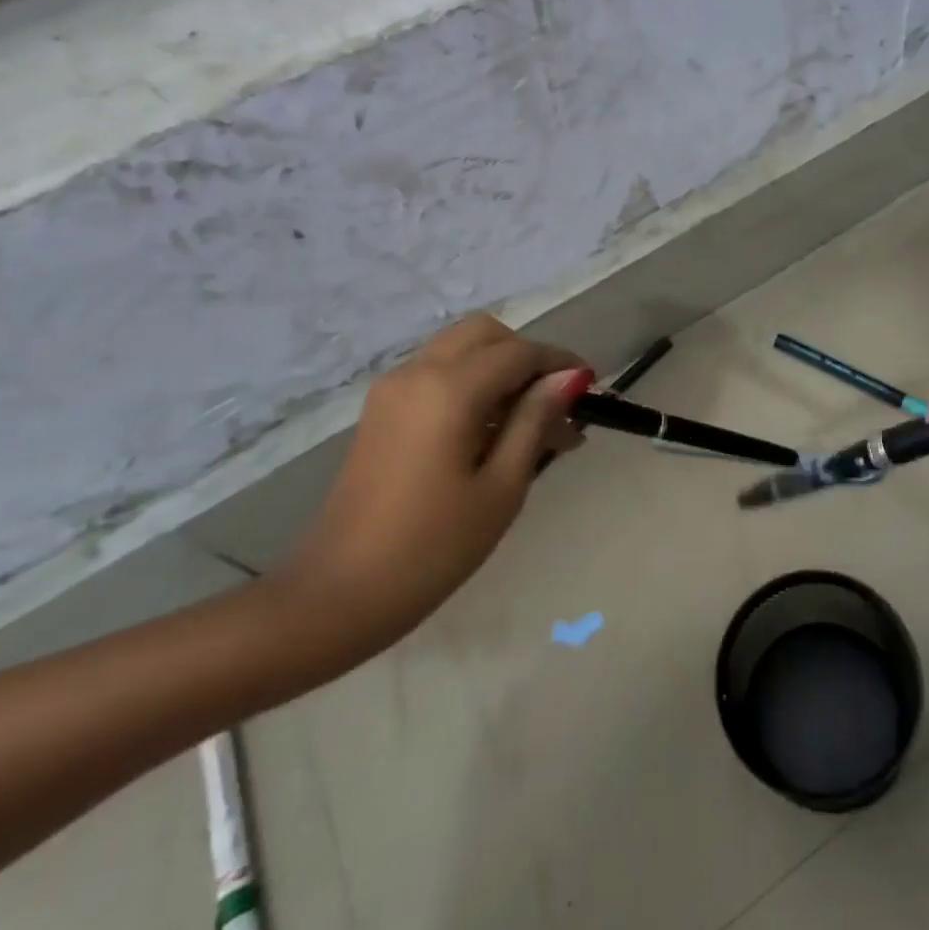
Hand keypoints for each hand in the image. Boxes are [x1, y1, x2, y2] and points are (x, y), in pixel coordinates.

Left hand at [276, 315, 591, 663]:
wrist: (336, 596)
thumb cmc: (432, 548)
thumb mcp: (501, 487)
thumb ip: (535, 420)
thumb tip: (570, 377)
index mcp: (449, 389)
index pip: (519, 352)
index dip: (560, 363)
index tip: (592, 388)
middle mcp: (417, 372)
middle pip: (485, 334)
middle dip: (526, 357)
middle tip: (554, 404)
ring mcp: (393, 389)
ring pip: (459, 349)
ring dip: (499, 369)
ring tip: (530, 425)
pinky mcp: (381, 410)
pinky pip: (437, 373)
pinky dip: (471, 383)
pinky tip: (490, 432)